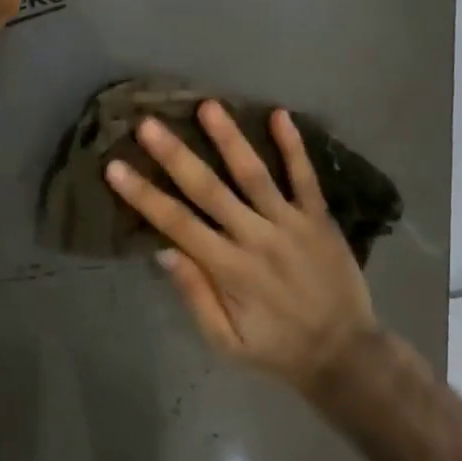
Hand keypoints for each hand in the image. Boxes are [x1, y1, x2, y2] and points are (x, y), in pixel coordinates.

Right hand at [106, 101, 378, 395]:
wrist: (346, 355)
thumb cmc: (277, 348)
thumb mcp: (227, 343)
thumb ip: (196, 296)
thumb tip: (163, 250)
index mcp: (229, 270)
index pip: (178, 224)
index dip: (144, 195)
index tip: (115, 166)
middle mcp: (256, 238)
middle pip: (210, 190)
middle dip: (176, 156)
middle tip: (149, 123)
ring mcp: (291, 224)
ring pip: (254, 175)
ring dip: (230, 138)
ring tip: (208, 105)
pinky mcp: (319, 218)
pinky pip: (305, 177)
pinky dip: (293, 146)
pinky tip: (280, 114)